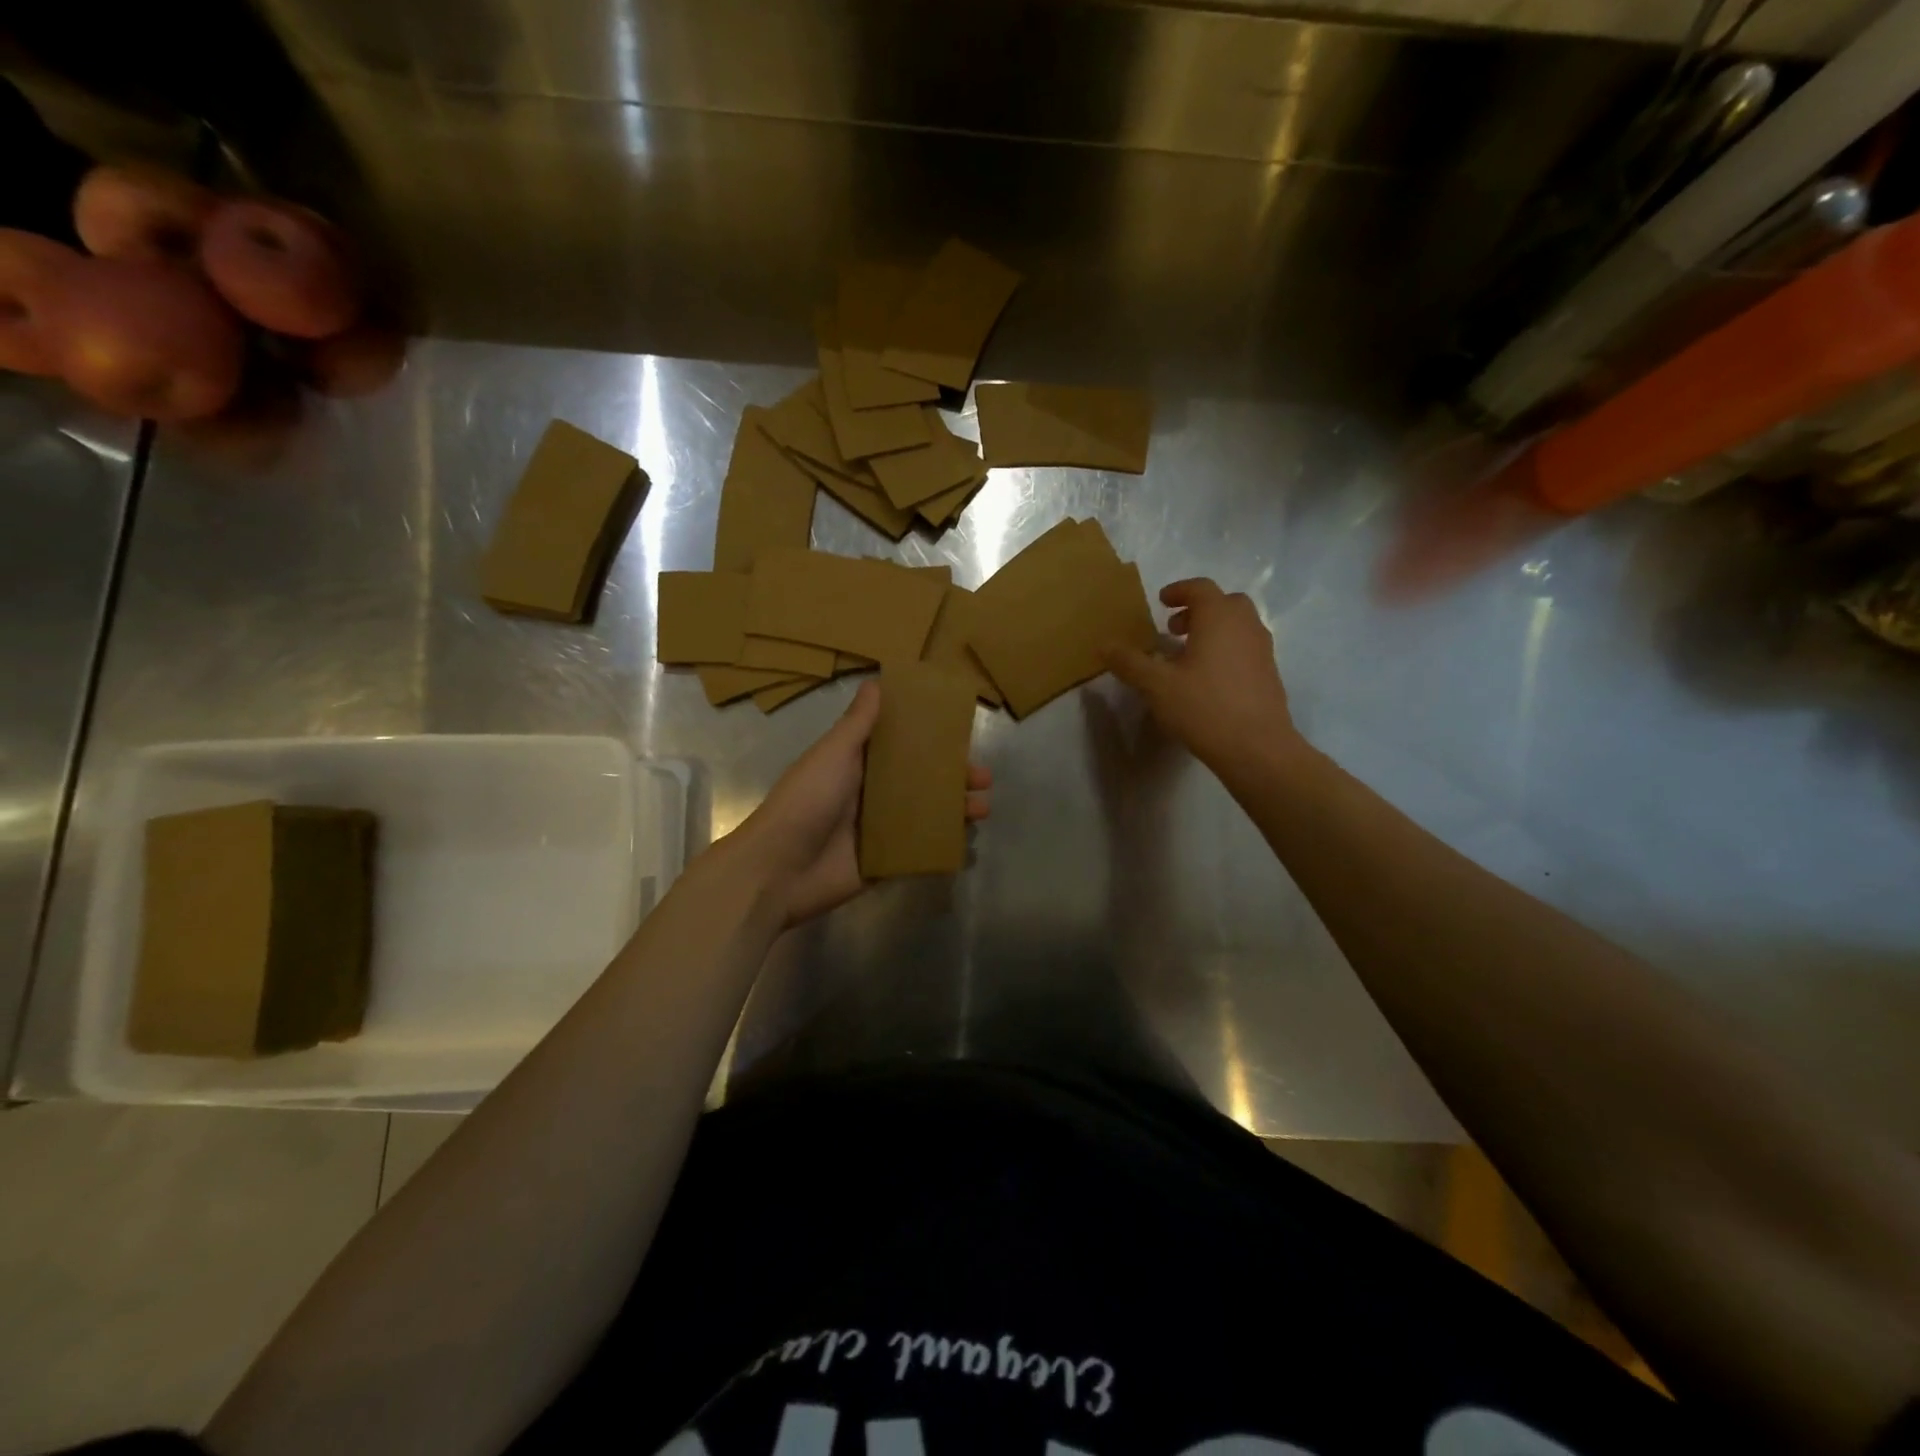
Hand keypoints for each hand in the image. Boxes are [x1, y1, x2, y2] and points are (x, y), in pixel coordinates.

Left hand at [727, 681, 991, 927]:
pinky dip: (941, 844)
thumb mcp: (833, 753)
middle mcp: (869, 794)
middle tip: (983, 778)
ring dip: (954, 810)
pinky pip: (918, 850)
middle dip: (952, 778)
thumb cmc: (807, 801)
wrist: (779, 869)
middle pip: (920, 781)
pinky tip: (966, 842)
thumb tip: (877, 680)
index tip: (961, 735)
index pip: (901, 747)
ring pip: (924, 814)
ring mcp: (877, 830)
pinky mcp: (883, 862)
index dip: (931, 741)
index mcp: (857, 764)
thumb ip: (858, 723)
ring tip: (983, 808)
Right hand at [1104, 578, 1300, 777]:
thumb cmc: (1203, 707)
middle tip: (1174, 629)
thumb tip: (1103, 645)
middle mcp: (1246, 626)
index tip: (1161, 602)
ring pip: (1238, 626)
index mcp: (1219, 617)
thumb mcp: (1156, 685)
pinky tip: (1207, 679)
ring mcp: (1262, 650)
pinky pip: (1245, 648)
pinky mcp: (1269, 674)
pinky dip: (1226, 650)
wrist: (1256, 747)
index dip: (1179, 590)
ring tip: (1187, 655)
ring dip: (1213, 630)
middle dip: (1198, 610)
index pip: (1200, 588)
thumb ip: (1129, 662)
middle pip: (1225, 603)